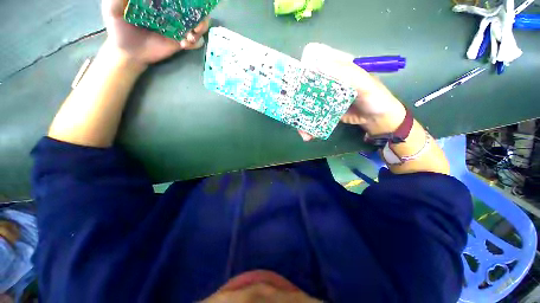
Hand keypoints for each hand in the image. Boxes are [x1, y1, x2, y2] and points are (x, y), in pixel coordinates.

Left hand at [101, 0, 209, 66]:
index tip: (185, 3)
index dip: (188, 1)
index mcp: (158, 2)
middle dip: (200, 15)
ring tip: (191, 36)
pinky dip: (195, 43)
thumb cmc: (119, 29)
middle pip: (193, 10)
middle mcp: (171, 13)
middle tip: (195, 23)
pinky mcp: (180, 42)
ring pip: (198, 25)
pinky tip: (185, 45)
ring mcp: (177, 28)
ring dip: (201, 29)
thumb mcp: (113, 9)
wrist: (128, 52)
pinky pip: (195, 42)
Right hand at [298, 61, 406, 141]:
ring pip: (304, 100)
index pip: (314, 56)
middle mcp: (326, 78)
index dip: (303, 64)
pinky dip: (306, 124)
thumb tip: (318, 65)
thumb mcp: (365, 83)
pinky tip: (307, 135)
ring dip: (300, 115)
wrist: (377, 119)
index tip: (299, 80)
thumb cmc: (376, 97)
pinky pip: (310, 113)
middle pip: (304, 81)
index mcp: (336, 65)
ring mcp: (322, 95)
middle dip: (296, 96)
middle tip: (294, 110)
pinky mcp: (322, 108)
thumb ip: (346, 73)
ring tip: (303, 131)